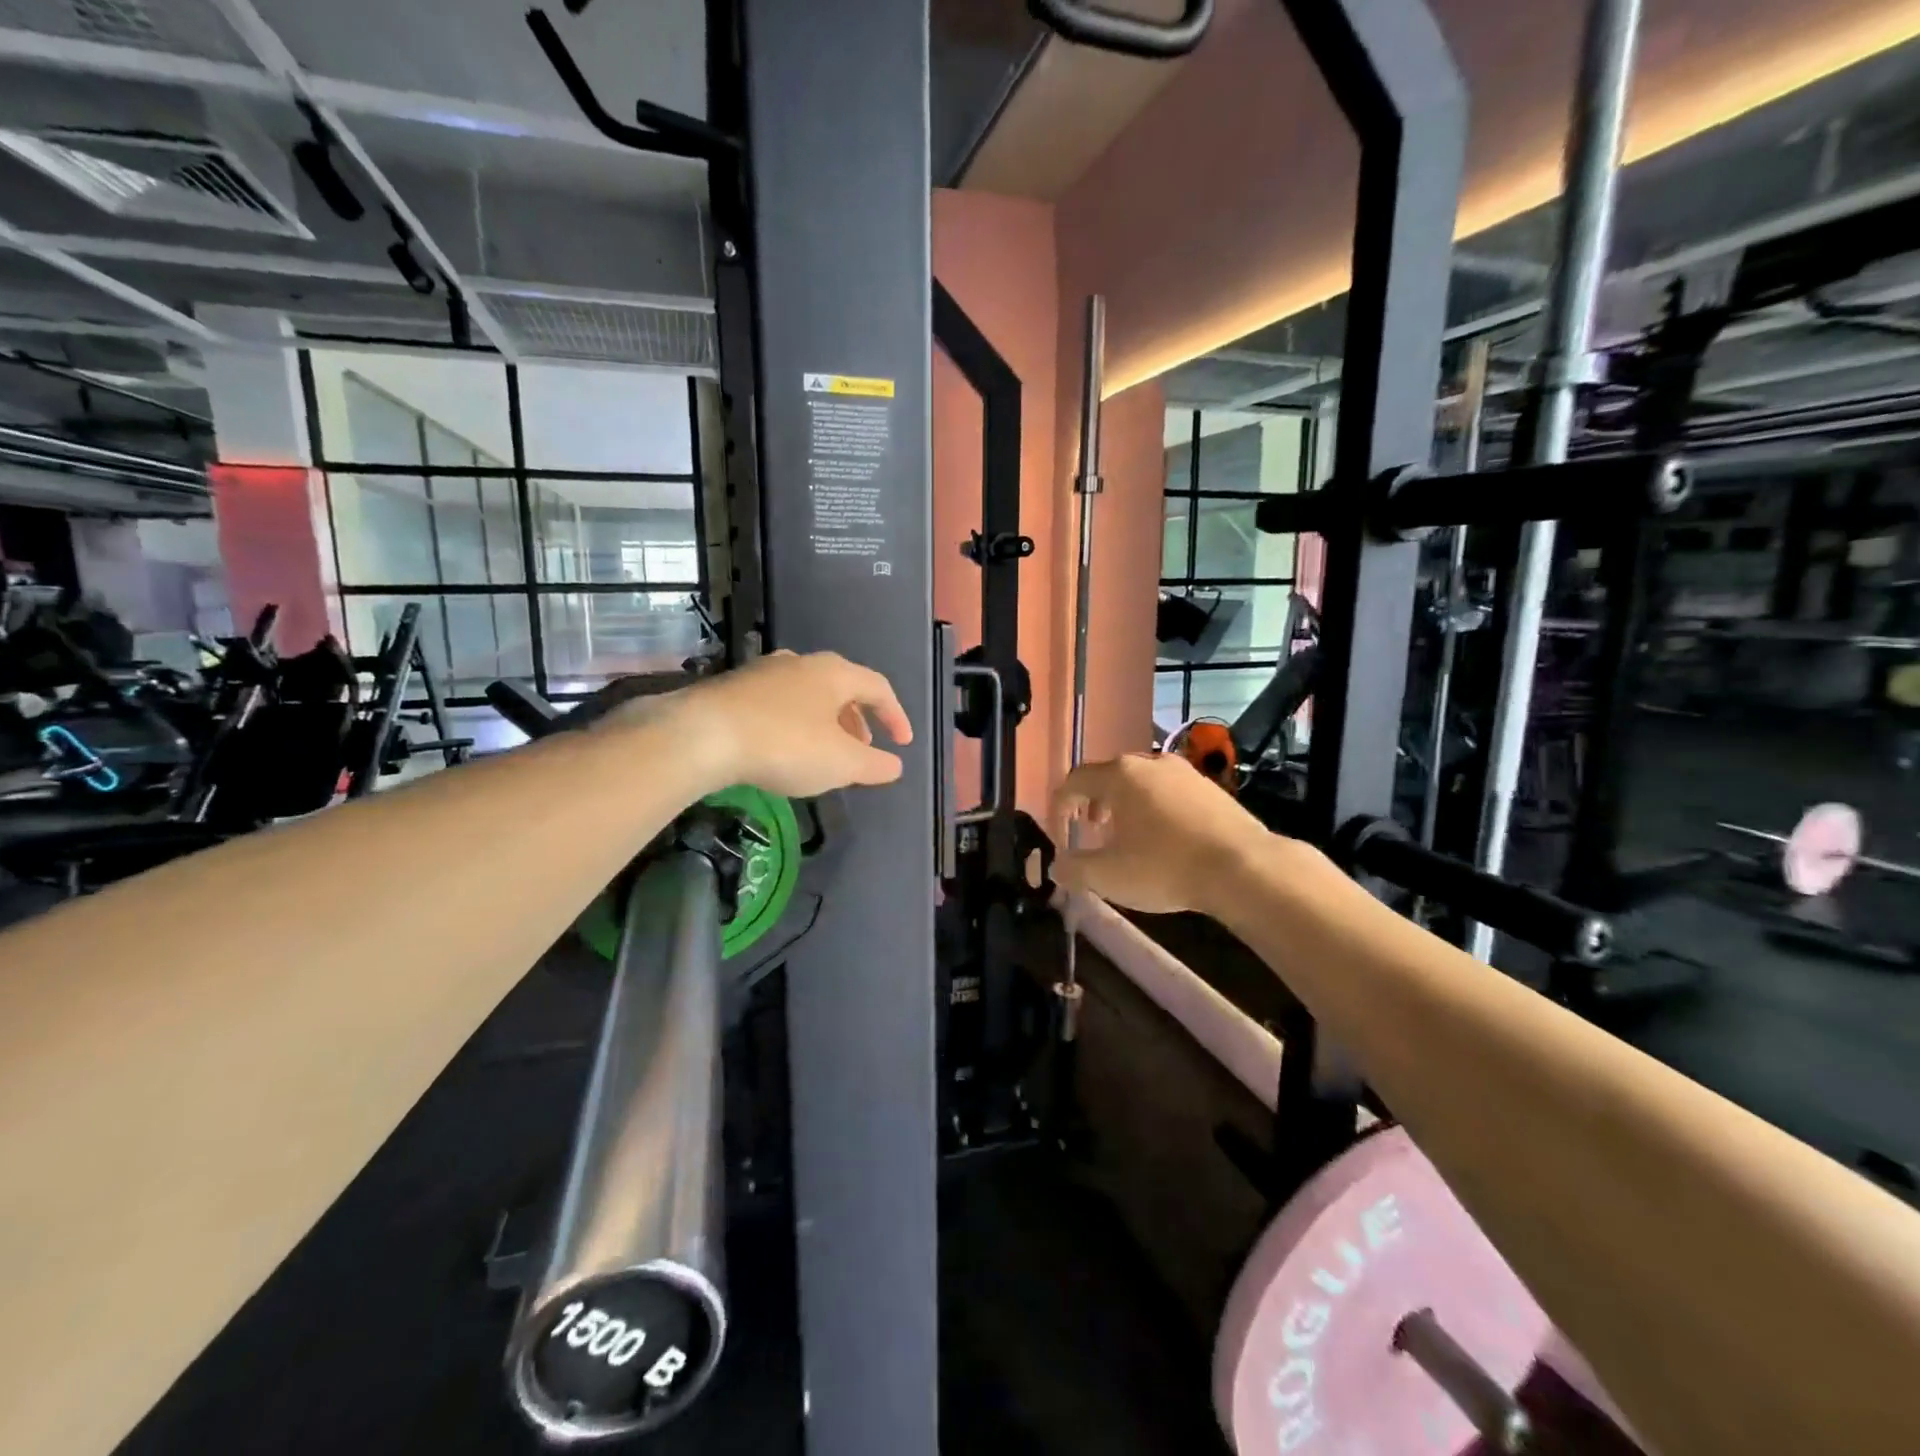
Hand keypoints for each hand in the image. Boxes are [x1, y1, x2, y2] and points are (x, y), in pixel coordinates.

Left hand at [637, 651, 911, 797]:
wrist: (702, 735)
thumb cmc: (785, 744)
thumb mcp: (840, 763)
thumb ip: (874, 765)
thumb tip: (895, 765)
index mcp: (834, 673)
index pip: (878, 687)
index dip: (895, 715)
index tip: (902, 743)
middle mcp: (801, 663)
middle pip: (841, 688)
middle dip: (857, 721)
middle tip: (861, 750)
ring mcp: (763, 672)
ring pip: (807, 695)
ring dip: (824, 723)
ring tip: (823, 753)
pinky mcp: (733, 689)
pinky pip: (778, 704)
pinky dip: (793, 725)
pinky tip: (782, 750)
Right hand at [1054, 753, 1274, 915]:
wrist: (1244, 868)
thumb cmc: (1165, 867)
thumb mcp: (1108, 876)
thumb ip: (1074, 869)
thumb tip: (1057, 866)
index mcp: (1119, 775)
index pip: (1074, 781)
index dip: (1060, 807)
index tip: (1062, 834)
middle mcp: (1150, 763)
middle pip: (1109, 776)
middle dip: (1094, 803)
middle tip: (1092, 830)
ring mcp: (1185, 772)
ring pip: (1142, 782)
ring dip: (1126, 806)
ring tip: (1128, 835)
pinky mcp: (1212, 788)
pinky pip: (1170, 792)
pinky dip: (1156, 809)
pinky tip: (1166, 839)